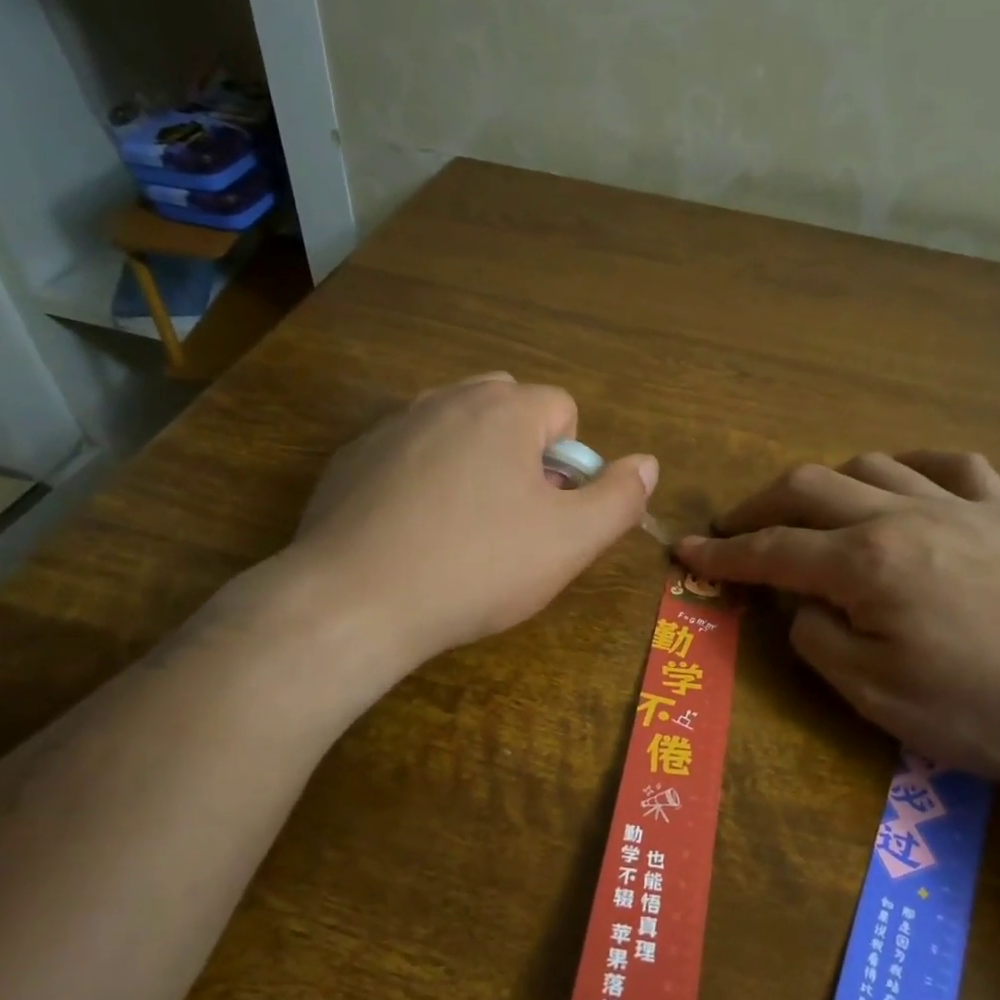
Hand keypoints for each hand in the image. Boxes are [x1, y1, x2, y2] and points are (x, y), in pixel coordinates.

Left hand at [233, 374, 655, 668]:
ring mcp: (392, 425)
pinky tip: (412, 533)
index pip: (563, 410)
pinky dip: (422, 479)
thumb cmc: (477, 568)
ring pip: (456, 428)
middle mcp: (446, 398)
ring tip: (463, 529)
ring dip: (474, 463)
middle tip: (513, 518)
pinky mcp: (352, 457)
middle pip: (508, 408)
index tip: (551, 514)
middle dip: (523, 453)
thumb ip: (619, 498)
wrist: (354, 601)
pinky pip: (408, 453)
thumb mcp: (569, 543)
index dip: (570, 465)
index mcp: (504, 409)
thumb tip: (646, 464)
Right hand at [675, 453, 999, 784]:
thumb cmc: (990, 710)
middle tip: (732, 530)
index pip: (772, 552)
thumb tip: (800, 607)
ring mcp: (959, 505)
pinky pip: (946, 464)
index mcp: (867, 564)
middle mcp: (903, 515)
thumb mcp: (880, 697)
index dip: (722, 554)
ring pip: (868, 465)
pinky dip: (906, 466)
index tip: (684, 551)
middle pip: (808, 488)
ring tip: (809, 515)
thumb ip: (820, 642)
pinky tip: (898, 483)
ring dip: (823, 485)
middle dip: (757, 507)